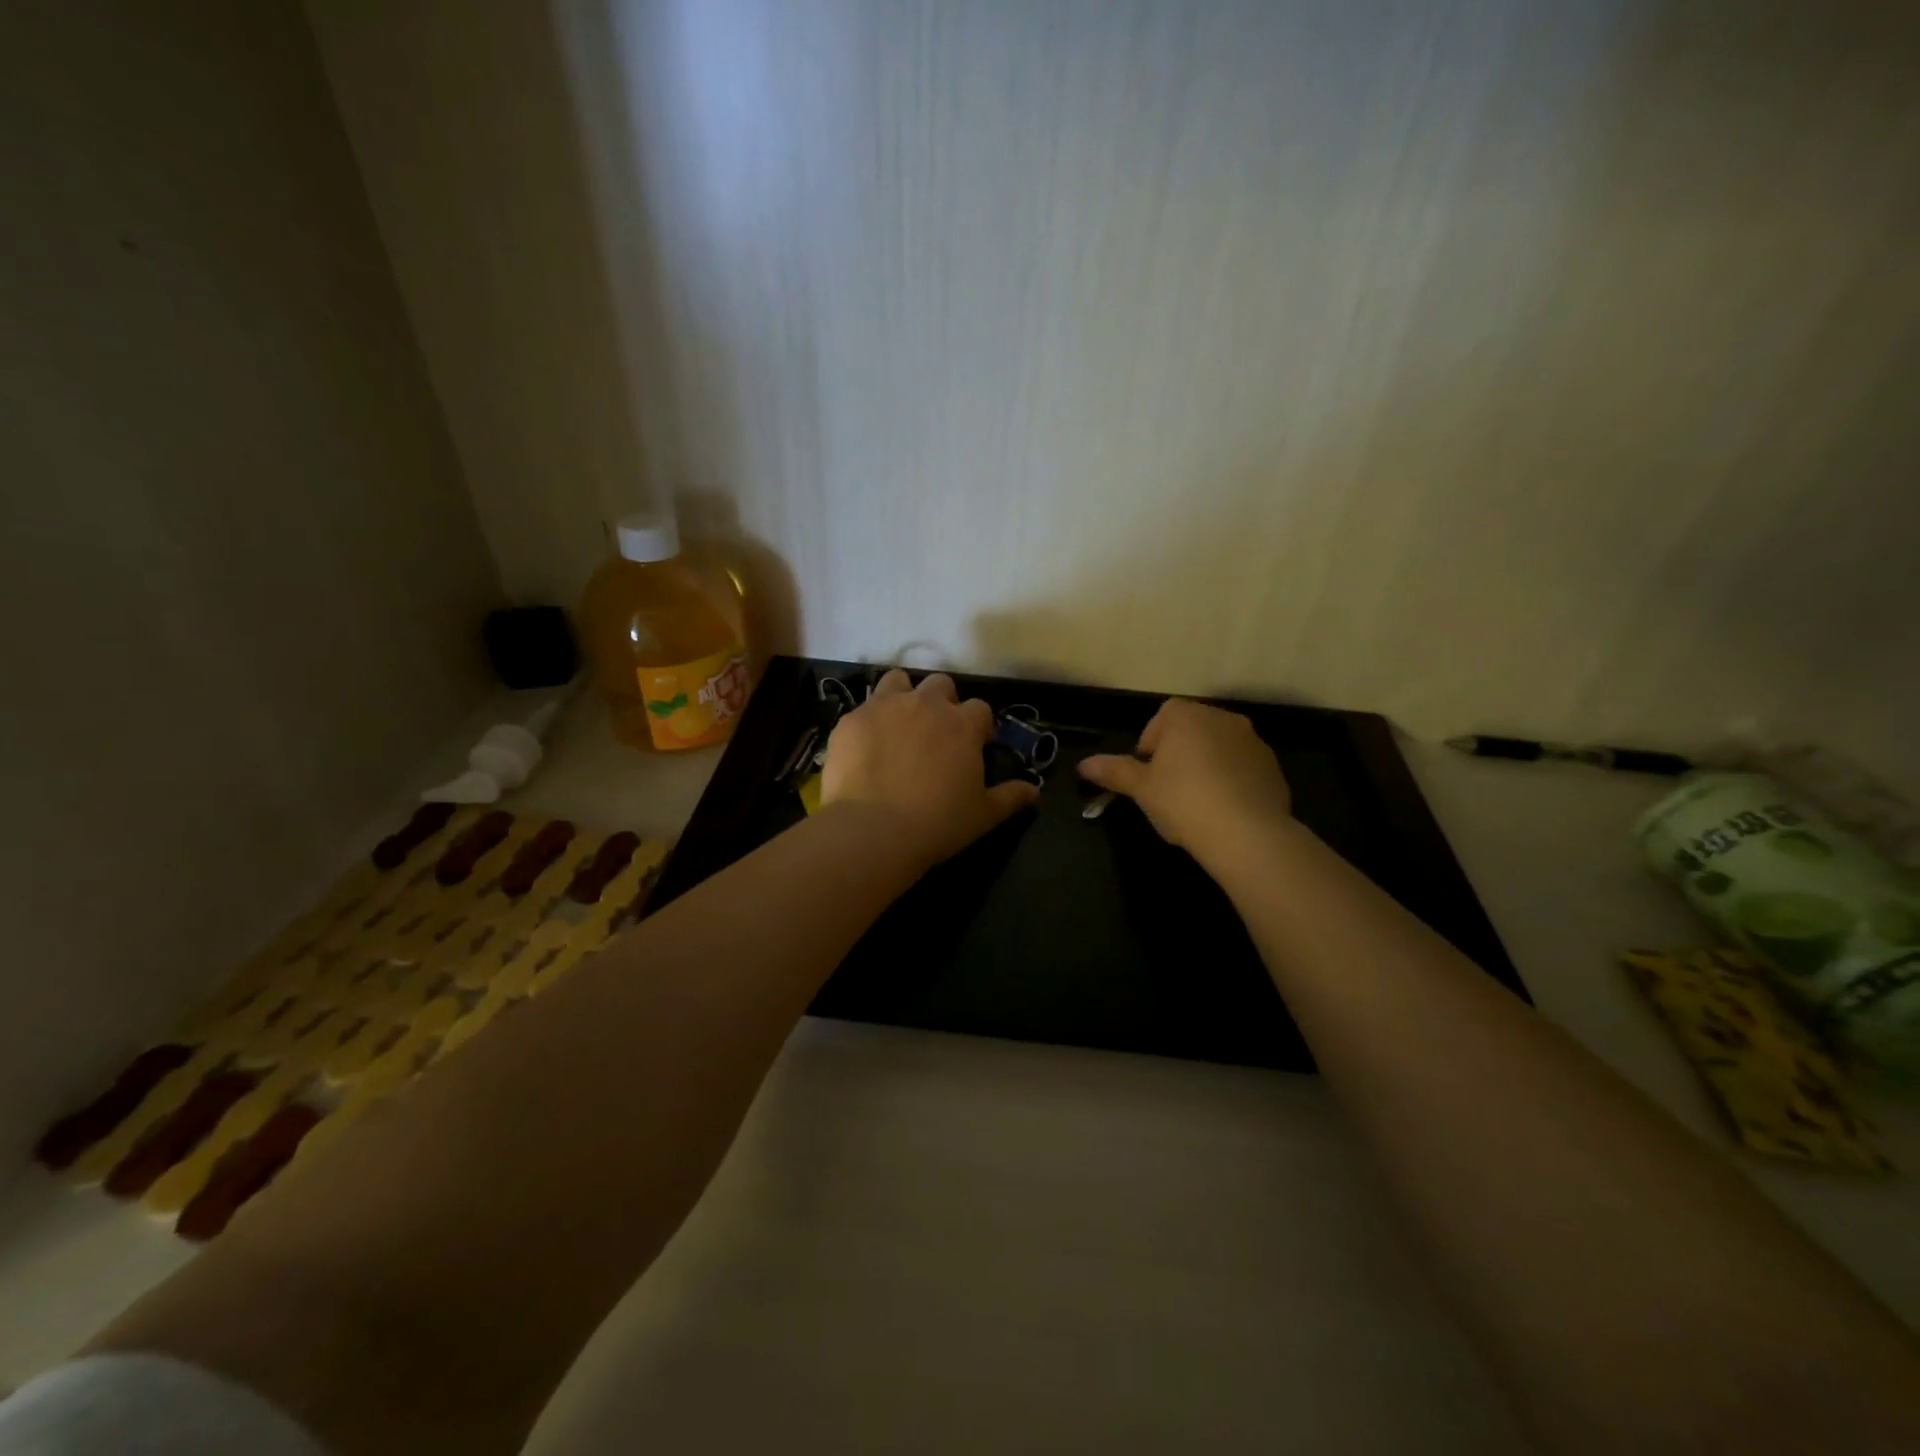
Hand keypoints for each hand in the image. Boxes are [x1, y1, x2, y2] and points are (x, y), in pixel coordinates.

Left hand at [821, 670, 1039, 869]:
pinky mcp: (851, 720)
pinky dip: (868, 723)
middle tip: (935, 734)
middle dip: (941, 702)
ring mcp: (884, 707)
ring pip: (898, 681)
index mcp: (962, 724)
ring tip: (898, 726)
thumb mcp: (983, 815)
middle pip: (940, 685)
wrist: (873, 830)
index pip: (980, 709)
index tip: (973, 745)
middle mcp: (925, 704)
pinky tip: (865, 749)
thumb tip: (1034, 791)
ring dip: (903, 696)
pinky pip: (862, 709)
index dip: (978, 726)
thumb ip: (1010, 797)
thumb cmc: (938, 823)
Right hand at [1077, 699, 1292, 865]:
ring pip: (1219, 747)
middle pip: (1192, 728)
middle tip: (1167, 787)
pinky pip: (1243, 766)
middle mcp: (1222, 718)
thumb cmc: (1183, 801)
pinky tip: (1223, 809)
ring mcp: (1253, 741)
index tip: (1147, 771)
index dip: (1151, 741)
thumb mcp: (1141, 789)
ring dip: (1206, 764)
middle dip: (1178, 751)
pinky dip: (1231, 779)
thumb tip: (1083, 765)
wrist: (1247, 833)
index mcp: (1187, 716)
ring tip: (1196, 800)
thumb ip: (1113, 772)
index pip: (1163, 715)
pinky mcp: (1273, 767)